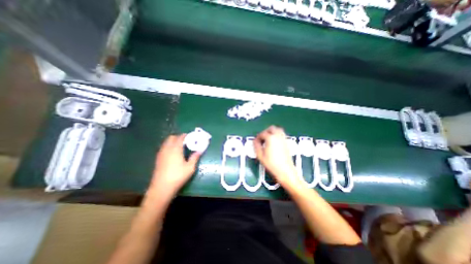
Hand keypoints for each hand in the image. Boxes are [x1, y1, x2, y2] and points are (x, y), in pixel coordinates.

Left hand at [148, 134, 200, 197]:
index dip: (185, 136)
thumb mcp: (190, 167)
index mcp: (175, 149)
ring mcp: (161, 153)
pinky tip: (173, 154)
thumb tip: (200, 150)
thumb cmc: (178, 176)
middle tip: (186, 142)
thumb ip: (195, 157)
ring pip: (166, 142)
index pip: (180, 138)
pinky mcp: (158, 158)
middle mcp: (167, 149)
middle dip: (178, 137)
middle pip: (171, 138)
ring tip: (180, 147)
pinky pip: (163, 147)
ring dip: (173, 141)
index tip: (191, 137)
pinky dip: (169, 146)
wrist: (161, 188)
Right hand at [254, 126, 296, 186]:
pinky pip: (281, 134)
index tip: (256, 142)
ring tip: (268, 139)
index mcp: (270, 138)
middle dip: (265, 132)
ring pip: (278, 129)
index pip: (262, 133)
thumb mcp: (260, 156)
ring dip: (272, 132)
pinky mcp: (286, 142)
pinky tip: (274, 142)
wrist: (285, 171)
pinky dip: (277, 135)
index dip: (258, 137)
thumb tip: (255, 141)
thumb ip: (256, 146)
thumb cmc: (271, 164)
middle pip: (271, 128)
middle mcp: (278, 136)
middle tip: (262, 138)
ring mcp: (283, 139)